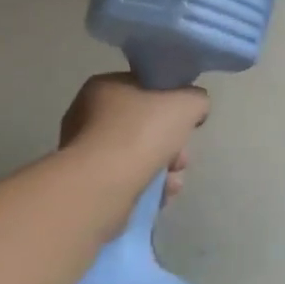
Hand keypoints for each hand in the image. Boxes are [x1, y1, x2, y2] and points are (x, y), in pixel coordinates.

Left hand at [59, 73, 208, 208]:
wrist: (103, 186)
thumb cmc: (141, 133)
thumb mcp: (185, 103)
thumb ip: (196, 99)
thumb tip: (195, 108)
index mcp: (105, 88)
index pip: (144, 88)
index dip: (171, 103)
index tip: (186, 122)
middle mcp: (89, 116)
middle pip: (145, 126)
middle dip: (172, 144)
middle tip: (182, 159)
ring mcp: (88, 152)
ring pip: (140, 156)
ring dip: (165, 169)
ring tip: (174, 183)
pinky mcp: (91, 183)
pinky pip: (128, 180)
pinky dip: (149, 187)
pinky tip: (162, 195)